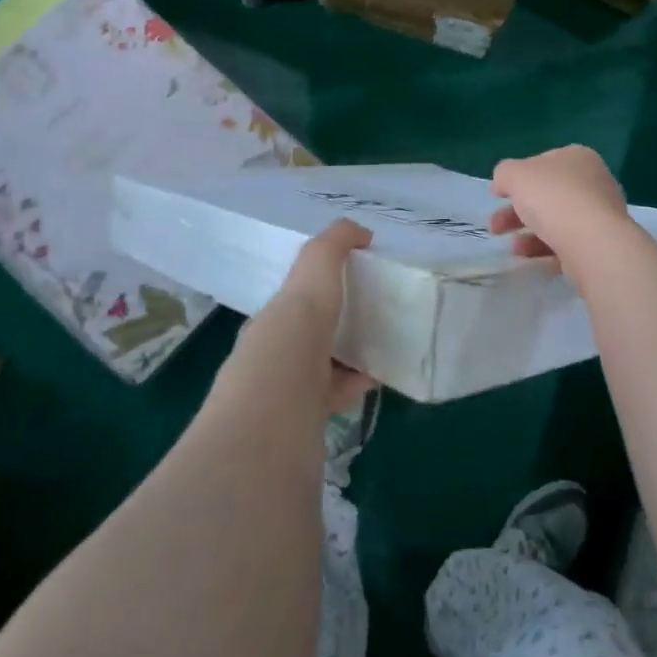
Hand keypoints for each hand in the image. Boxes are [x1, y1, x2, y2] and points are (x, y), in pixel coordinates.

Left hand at [226, 218, 375, 416]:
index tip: (356, 280)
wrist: (276, 416)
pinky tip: (380, 378)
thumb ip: (332, 245)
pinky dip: (357, 384)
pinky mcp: (304, 424)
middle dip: (337, 322)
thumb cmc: (292, 337)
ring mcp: (284, 394)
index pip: (294, 300)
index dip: (321, 287)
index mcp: (271, 321)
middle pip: (308, 335)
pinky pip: (335, 397)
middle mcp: (272, 356)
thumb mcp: (312, 275)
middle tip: (377, 312)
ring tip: (385, 343)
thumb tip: (360, 232)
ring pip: (321, 368)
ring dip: (349, 355)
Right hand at [489, 146, 631, 270]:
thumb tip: (503, 184)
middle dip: (516, 211)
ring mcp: (600, 213)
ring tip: (513, 248)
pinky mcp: (601, 241)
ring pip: (556, 220)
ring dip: (529, 232)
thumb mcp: (515, 175)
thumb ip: (504, 174)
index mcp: (577, 157)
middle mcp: (593, 181)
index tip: (497, 197)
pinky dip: (546, 248)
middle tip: (495, 228)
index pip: (541, 163)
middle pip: (547, 194)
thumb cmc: (553, 198)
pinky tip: (530, 257)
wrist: (593, 242)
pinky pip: (568, 242)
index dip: (516, 178)